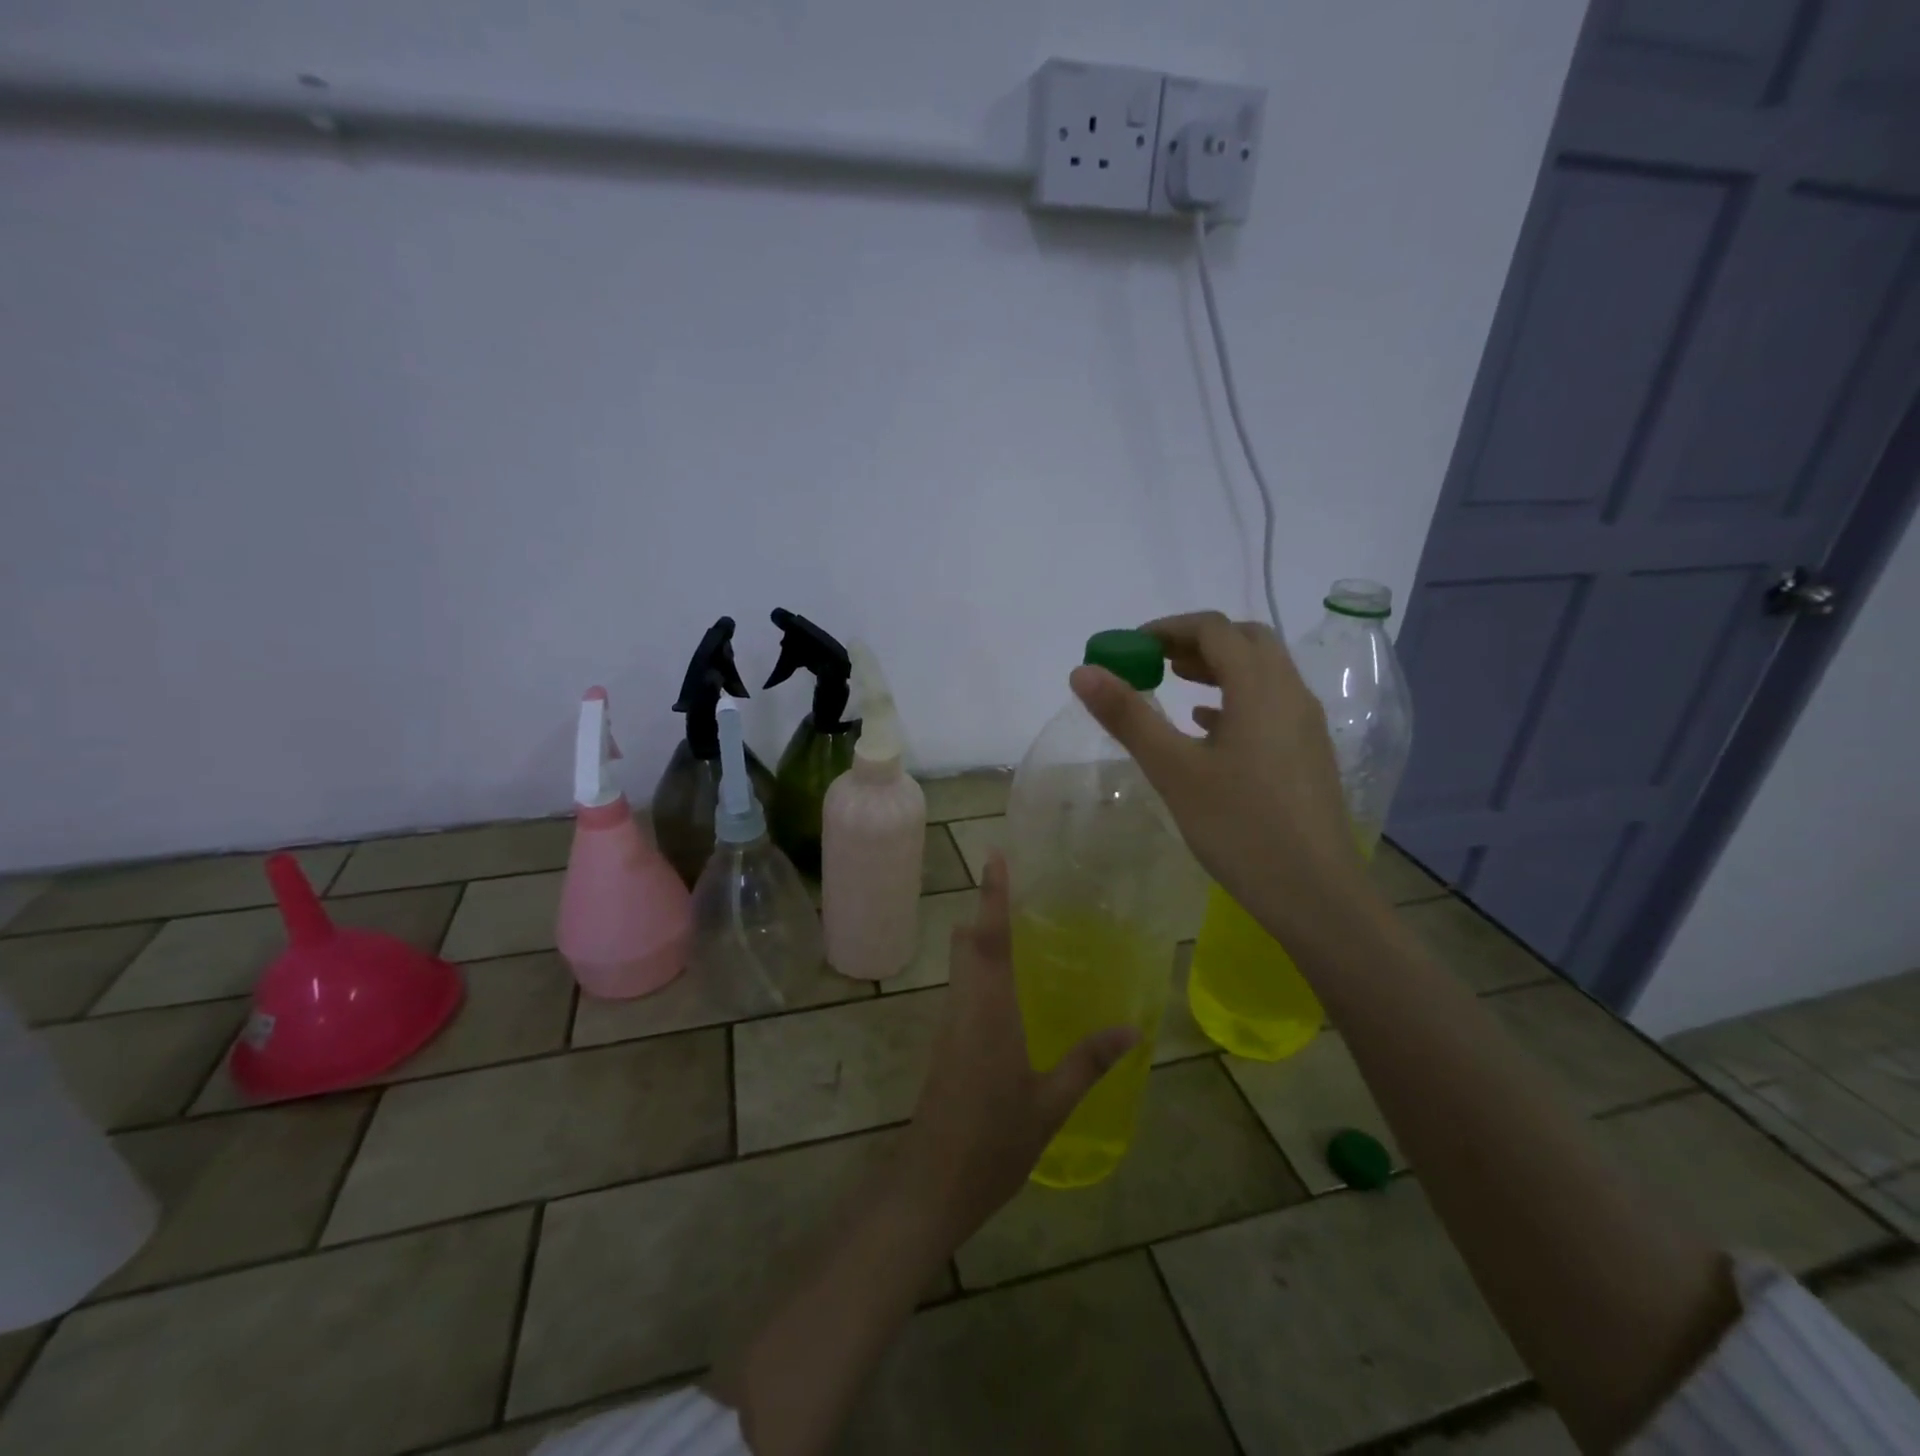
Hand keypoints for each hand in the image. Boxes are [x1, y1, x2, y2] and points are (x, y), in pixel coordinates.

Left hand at [895, 853, 1137, 1245]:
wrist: (931, 1183)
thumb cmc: (993, 1141)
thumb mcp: (1051, 1105)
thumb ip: (1088, 1062)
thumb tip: (1132, 1028)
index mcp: (989, 1009)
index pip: (988, 937)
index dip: (991, 895)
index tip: (994, 856)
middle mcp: (964, 1005)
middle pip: (967, 942)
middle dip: (985, 910)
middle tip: (1016, 887)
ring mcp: (950, 1024)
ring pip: (961, 964)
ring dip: (980, 938)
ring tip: (1016, 925)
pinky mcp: (945, 1043)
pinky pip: (963, 988)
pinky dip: (979, 968)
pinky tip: (1005, 984)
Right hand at [1069, 610, 1375, 946]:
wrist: (1315, 893)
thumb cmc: (1239, 827)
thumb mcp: (1173, 770)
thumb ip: (1128, 716)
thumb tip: (1083, 671)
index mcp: (1260, 687)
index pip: (1213, 629)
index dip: (1167, 628)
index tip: (1129, 647)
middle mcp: (1290, 692)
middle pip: (1245, 640)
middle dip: (1196, 641)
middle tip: (1154, 661)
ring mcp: (1305, 724)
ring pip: (1262, 672)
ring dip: (1218, 667)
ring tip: (1175, 685)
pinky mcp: (1308, 753)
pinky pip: (1270, 704)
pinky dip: (1236, 698)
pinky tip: (1208, 727)